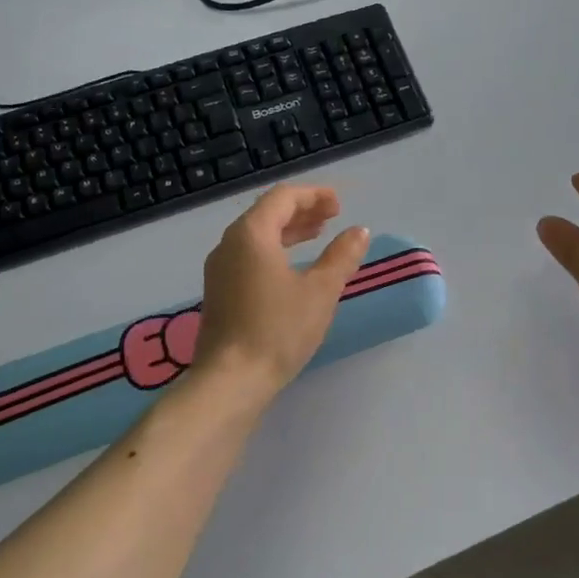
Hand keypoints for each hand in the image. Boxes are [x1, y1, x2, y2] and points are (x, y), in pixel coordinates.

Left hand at [194, 185, 369, 396]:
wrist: (230, 381)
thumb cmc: (278, 330)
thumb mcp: (320, 291)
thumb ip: (341, 256)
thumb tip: (359, 231)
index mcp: (251, 234)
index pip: (283, 197)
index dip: (314, 195)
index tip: (339, 205)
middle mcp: (229, 244)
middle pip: (267, 213)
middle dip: (302, 210)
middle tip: (332, 217)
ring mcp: (219, 269)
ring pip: (256, 236)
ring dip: (289, 231)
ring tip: (317, 236)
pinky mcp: (219, 292)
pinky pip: (249, 256)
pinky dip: (274, 250)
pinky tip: (293, 268)